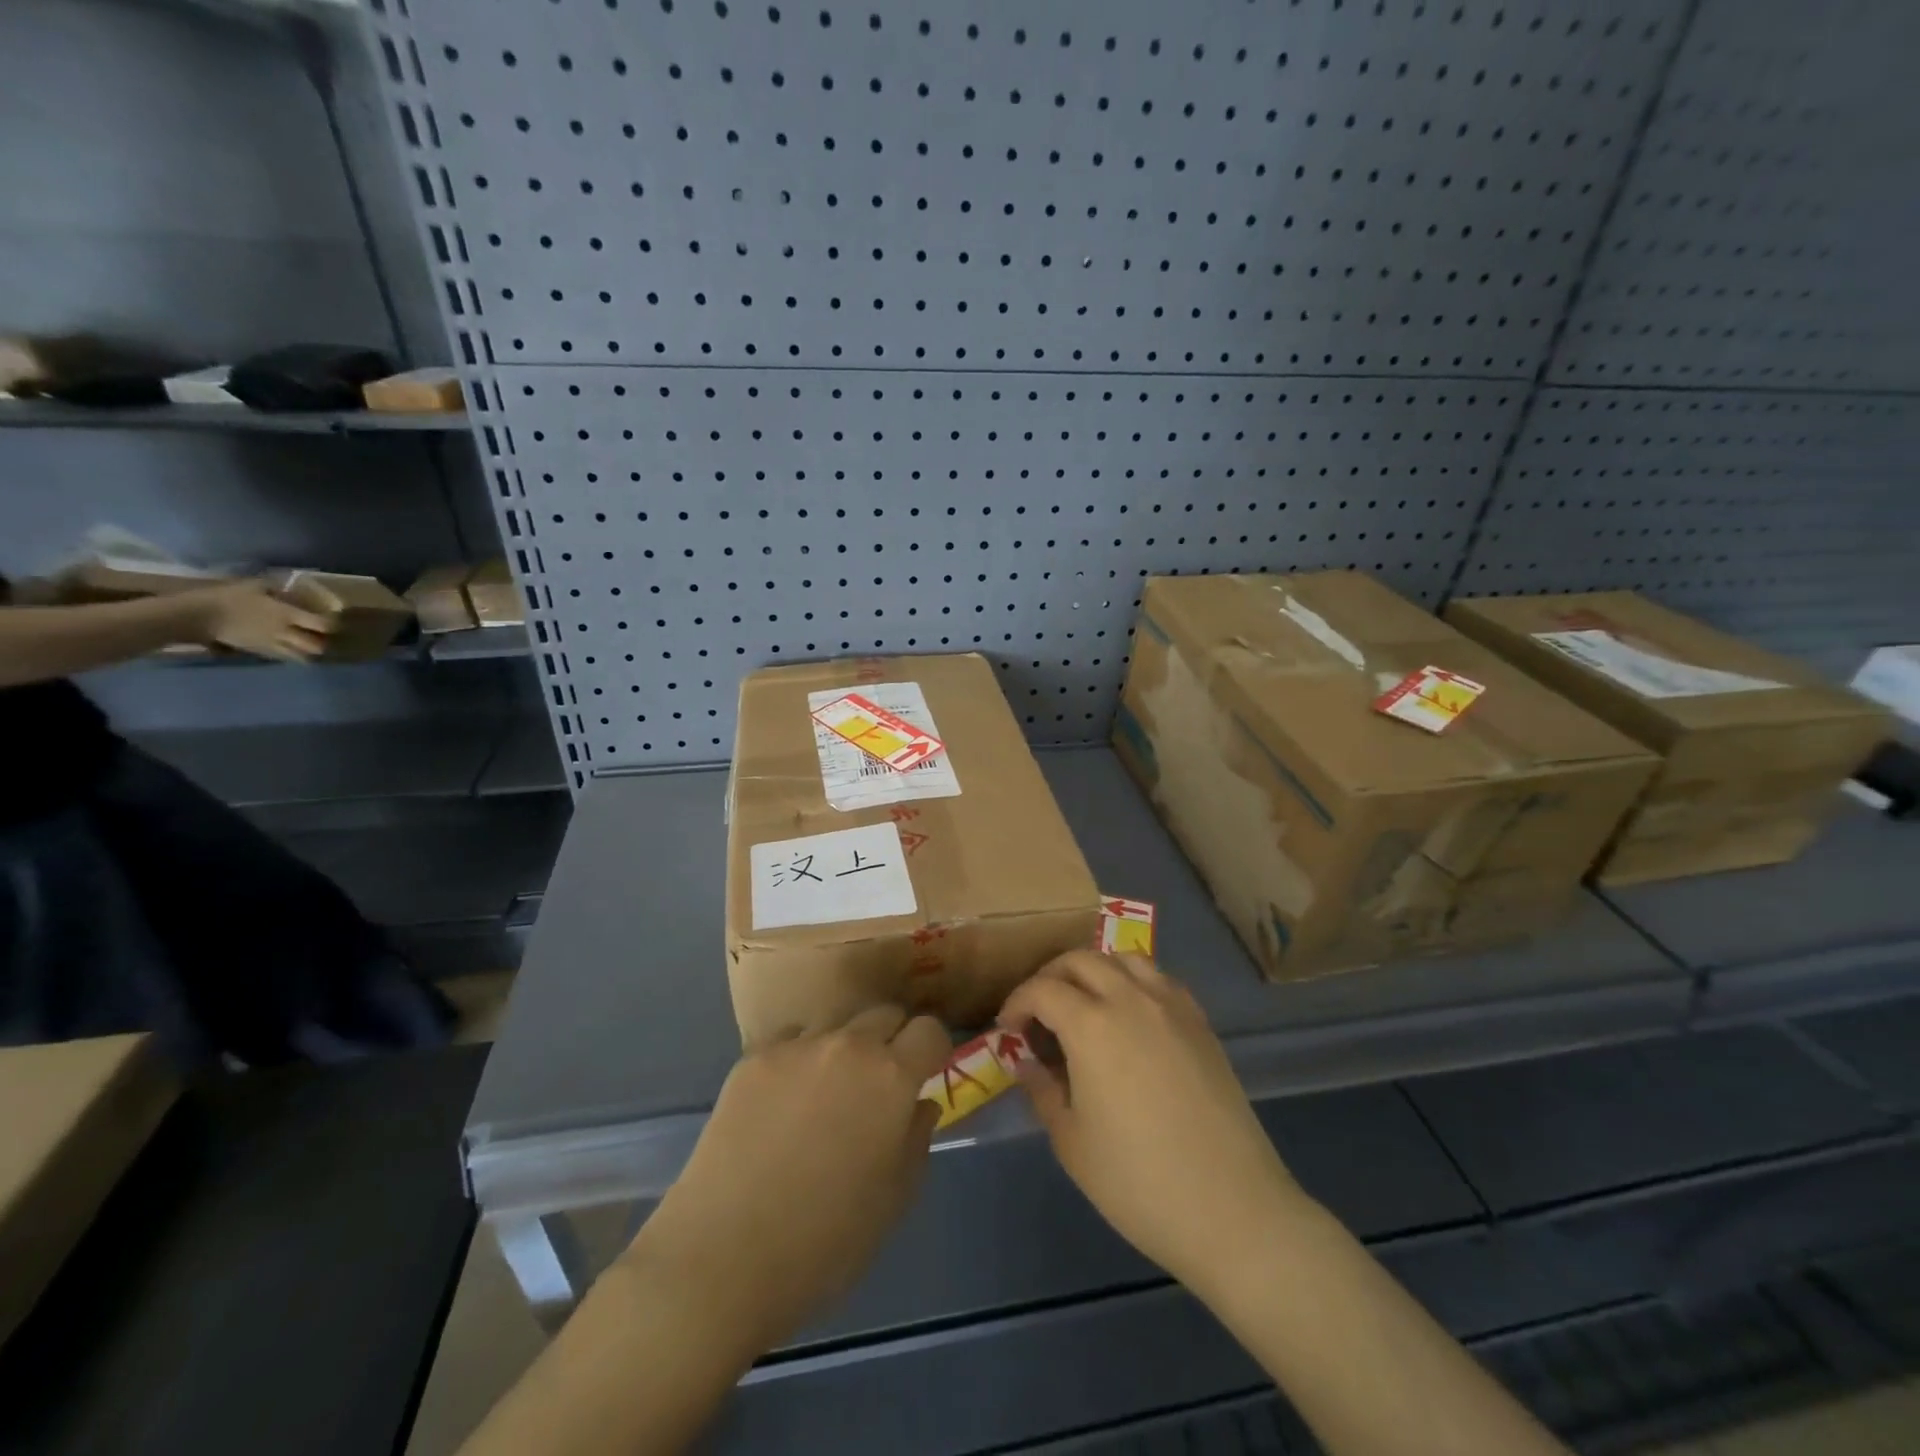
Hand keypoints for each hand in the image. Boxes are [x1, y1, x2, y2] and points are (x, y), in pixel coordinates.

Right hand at [183, 579, 333, 660]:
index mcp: (286, 614)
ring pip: (302, 657)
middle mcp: (285, 632)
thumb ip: (277, 587)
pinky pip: (284, 658)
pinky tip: (292, 648)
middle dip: (324, 643)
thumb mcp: (254, 585)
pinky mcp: (260, 652)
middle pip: (317, 646)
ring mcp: (273, 644)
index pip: (322, 625)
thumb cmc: (227, 597)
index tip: (333, 619)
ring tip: (309, 644)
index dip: (332, 624)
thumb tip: (291, 584)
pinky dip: (293, 655)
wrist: (198, 615)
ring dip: (310, 652)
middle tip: (323, 635)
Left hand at [626, 1005, 950, 1350]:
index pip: (929, 1030)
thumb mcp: (894, 1199)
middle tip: (880, 1085)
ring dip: (845, 1047)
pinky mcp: (753, 1058)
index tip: (924, 1076)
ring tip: (828, 1093)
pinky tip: (785, 1100)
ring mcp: (796, 1046)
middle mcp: (848, 1045)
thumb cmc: (825, 1242)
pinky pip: (792, 1039)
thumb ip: (916, 1139)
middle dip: (892, 1041)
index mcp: (891, 1077)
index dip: (932, 1051)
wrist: (722, 1258)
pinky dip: (800, 1058)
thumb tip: (919, 1104)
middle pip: (884, 1014)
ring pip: (837, 1024)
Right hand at [998, 952, 1302, 1297]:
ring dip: (1094, 970)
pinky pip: (1159, 979)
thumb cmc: (1138, 1182)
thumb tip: (1025, 1060)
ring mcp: (1171, 1006)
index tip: (1008, 1029)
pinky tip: (1130, 1017)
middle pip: (1081, 959)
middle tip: (1039, 1012)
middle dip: (1051, 977)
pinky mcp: (1200, 1022)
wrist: (1233, 1209)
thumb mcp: (1072, 1142)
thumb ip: (1042, 1090)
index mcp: (1091, 1025)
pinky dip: (1133, 982)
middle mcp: (1130, 999)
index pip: (1042, 989)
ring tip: (1084, 1005)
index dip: (1017, 1002)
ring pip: (1123, 959)